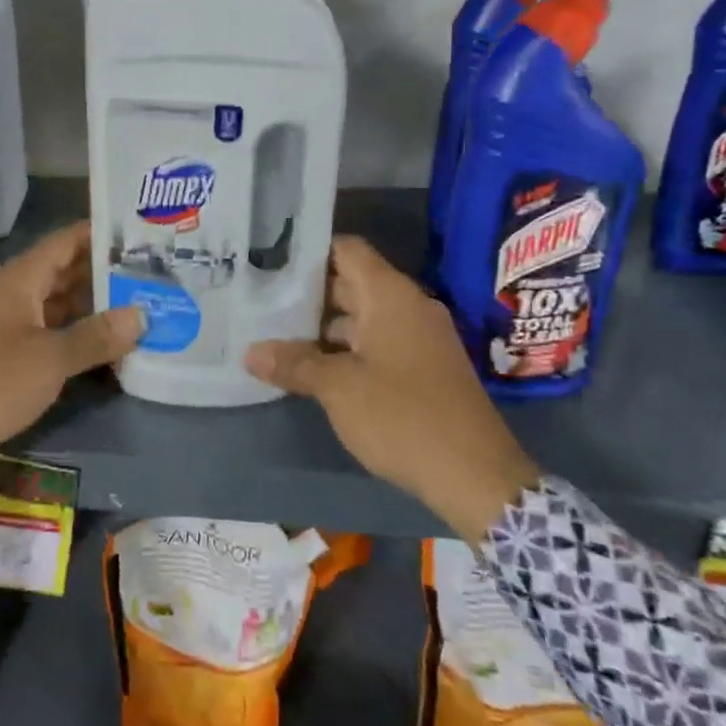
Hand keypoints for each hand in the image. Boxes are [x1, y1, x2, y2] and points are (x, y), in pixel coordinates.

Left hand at [0, 220, 142, 468]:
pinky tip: (106, 347)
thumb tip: (141, 315)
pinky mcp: (4, 353)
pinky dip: (75, 335)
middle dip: (107, 273)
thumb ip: (95, 336)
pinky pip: (48, 332)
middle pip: (66, 271)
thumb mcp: (48, 360)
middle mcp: (13, 293)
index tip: (143, 234)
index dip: (103, 234)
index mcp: (20, 279)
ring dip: (94, 307)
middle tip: (154, 275)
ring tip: (141, 308)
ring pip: (58, 304)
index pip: (67, 240)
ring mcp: (7, 323)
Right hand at [244, 235, 539, 542]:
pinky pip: (376, 344)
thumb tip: (250, 352)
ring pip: (362, 318)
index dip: (309, 251)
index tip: (270, 260)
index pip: (346, 250)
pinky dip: (345, 350)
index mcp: (391, 296)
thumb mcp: (338, 388)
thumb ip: (294, 364)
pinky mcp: (423, 369)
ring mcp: (419, 339)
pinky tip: (312, 368)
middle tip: (261, 300)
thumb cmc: (402, 416)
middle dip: (307, 293)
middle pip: (351, 283)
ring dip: (323, 328)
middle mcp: (408, 308)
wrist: (475, 475)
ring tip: (276, 335)